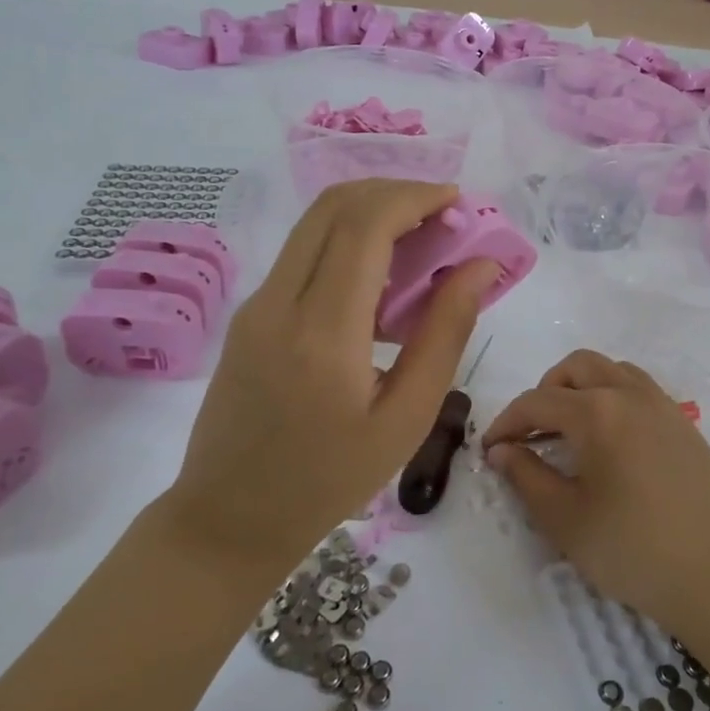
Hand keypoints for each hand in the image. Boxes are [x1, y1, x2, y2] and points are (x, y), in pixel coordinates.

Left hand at [162, 180, 497, 580]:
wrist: (229, 518)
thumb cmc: (330, 480)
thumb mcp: (407, 417)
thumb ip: (446, 332)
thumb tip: (480, 267)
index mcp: (323, 331)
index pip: (366, 225)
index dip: (415, 197)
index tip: (458, 202)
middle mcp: (280, 301)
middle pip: (334, 206)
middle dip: (394, 192)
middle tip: (443, 214)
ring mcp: (256, 304)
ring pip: (315, 223)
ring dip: (370, 211)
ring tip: (421, 238)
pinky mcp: (250, 313)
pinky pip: (303, 252)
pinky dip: (348, 240)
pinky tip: (382, 276)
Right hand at [482, 350, 709, 637]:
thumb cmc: (631, 550)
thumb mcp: (564, 519)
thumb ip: (526, 475)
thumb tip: (501, 450)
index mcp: (597, 412)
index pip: (537, 401)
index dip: (507, 422)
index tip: (490, 448)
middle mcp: (630, 394)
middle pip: (577, 367)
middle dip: (546, 391)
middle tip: (533, 433)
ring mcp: (663, 405)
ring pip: (612, 370)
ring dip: (583, 388)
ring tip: (571, 431)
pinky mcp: (685, 424)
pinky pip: (640, 390)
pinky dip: (614, 397)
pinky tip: (612, 442)